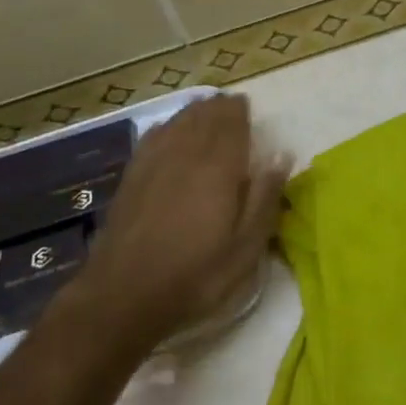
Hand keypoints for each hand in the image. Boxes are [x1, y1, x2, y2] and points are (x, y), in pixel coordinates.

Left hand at [75, 94, 288, 353]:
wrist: (123, 295)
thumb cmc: (196, 274)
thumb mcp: (246, 246)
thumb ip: (266, 196)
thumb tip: (281, 154)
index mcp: (219, 165)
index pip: (231, 120)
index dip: (240, 110)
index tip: (248, 109)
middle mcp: (186, 151)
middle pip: (204, 114)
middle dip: (219, 108)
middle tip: (232, 110)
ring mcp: (154, 161)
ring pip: (178, 121)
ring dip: (195, 113)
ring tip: (206, 114)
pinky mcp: (131, 175)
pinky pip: (154, 135)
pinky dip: (169, 127)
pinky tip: (171, 132)